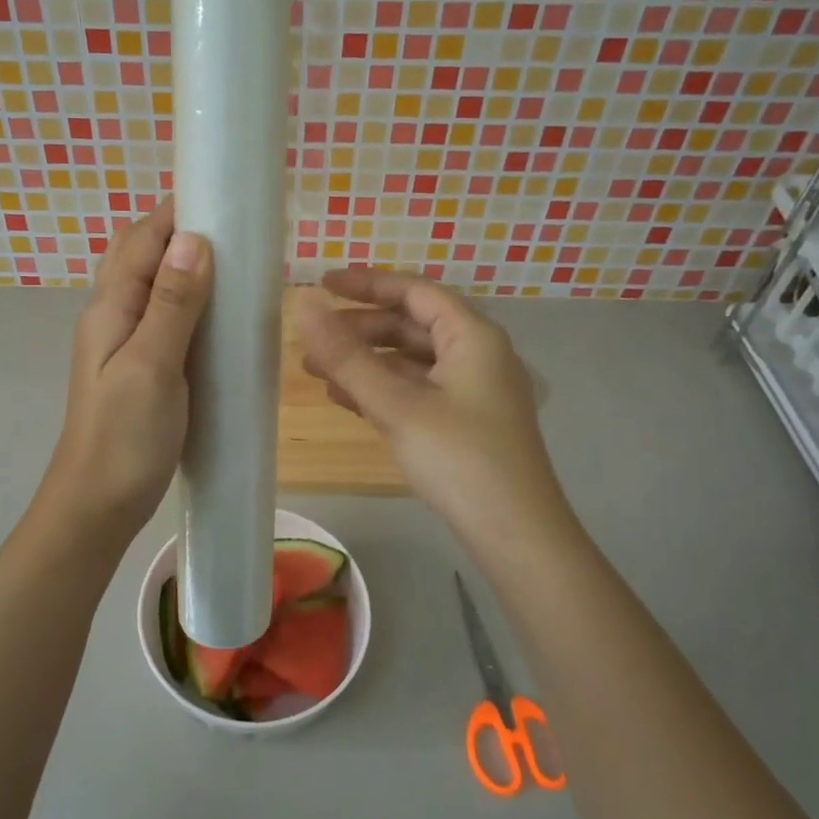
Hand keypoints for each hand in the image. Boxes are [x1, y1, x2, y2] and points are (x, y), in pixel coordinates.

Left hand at [43, 201, 212, 534]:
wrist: (97, 503)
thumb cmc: (124, 437)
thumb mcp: (152, 366)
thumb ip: (172, 304)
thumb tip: (194, 238)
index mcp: (111, 307)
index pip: (143, 238)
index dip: (179, 211)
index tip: (227, 197)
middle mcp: (113, 315)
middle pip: (142, 255)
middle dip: (183, 232)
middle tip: (238, 230)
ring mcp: (125, 342)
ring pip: (154, 286)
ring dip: (188, 266)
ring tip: (238, 263)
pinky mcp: (142, 367)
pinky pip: (166, 318)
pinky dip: (191, 302)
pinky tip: (221, 314)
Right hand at [294, 268, 570, 544]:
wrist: (515, 534)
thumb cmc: (458, 458)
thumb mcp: (396, 404)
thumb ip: (347, 356)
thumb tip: (304, 306)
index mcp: (472, 336)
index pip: (414, 291)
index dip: (366, 284)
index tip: (321, 284)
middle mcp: (477, 354)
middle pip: (411, 325)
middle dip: (359, 329)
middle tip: (312, 340)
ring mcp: (473, 391)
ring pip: (411, 361)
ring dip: (365, 362)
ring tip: (317, 372)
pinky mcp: (465, 422)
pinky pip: (417, 390)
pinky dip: (382, 389)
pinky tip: (347, 400)